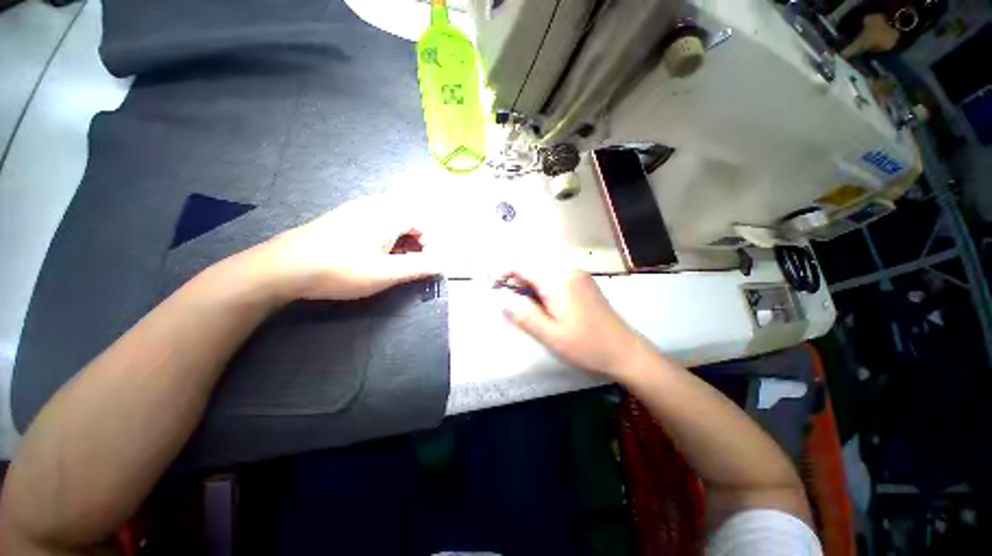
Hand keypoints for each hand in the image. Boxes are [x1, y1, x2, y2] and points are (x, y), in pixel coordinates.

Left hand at [253, 196, 439, 300]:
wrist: (284, 267)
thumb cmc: (341, 269)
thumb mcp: (385, 273)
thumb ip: (418, 267)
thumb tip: (442, 264)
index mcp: (389, 214)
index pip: (424, 222)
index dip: (431, 244)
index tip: (425, 264)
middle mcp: (375, 205)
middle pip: (409, 221)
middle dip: (416, 244)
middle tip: (411, 266)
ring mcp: (357, 210)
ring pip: (392, 223)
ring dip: (401, 243)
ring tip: (393, 265)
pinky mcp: (344, 218)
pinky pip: (376, 224)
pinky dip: (384, 240)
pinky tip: (372, 257)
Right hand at [499, 266, 646, 378]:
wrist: (625, 350)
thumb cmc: (586, 345)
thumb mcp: (550, 334)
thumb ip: (523, 313)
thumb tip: (503, 297)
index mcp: (557, 279)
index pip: (521, 264)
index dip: (502, 272)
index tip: (493, 288)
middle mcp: (567, 269)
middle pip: (532, 263)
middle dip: (515, 277)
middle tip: (510, 300)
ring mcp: (578, 273)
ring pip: (543, 268)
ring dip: (529, 281)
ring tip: (527, 304)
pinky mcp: (583, 280)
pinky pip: (555, 273)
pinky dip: (542, 283)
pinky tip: (546, 302)